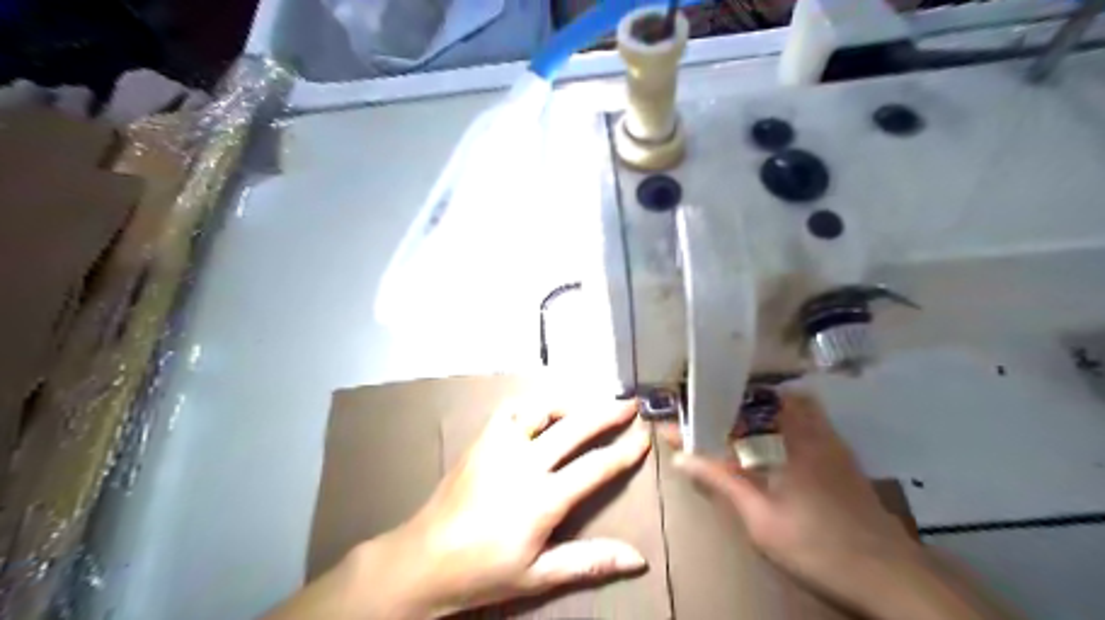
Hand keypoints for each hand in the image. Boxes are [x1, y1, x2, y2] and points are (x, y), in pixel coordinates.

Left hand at [386, 400, 649, 616]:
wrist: (425, 558)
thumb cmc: (485, 571)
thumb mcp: (539, 575)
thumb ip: (589, 562)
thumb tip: (639, 559)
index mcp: (542, 499)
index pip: (595, 467)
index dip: (624, 452)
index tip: (644, 437)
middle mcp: (524, 463)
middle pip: (575, 428)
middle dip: (607, 413)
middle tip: (630, 404)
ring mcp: (499, 446)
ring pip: (541, 409)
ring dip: (569, 404)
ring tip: (587, 407)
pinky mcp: (482, 440)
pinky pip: (510, 410)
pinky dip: (531, 406)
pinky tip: (541, 413)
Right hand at [664, 392, 915, 610]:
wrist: (891, 578)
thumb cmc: (818, 545)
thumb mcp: (761, 519)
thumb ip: (722, 482)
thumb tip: (682, 457)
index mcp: (793, 440)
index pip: (749, 405)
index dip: (719, 402)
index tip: (695, 403)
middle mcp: (815, 433)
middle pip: (779, 397)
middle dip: (747, 398)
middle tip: (720, 411)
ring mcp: (835, 446)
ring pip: (800, 410)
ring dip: (769, 410)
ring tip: (741, 427)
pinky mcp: (845, 462)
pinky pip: (812, 425)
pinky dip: (788, 425)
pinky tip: (776, 451)